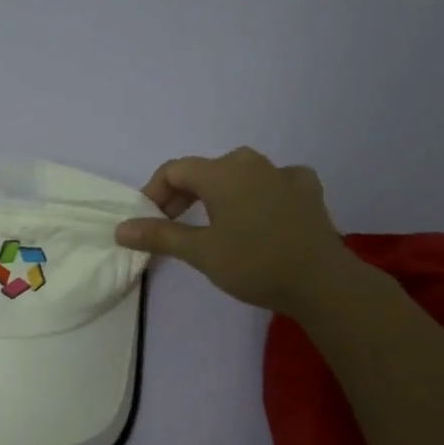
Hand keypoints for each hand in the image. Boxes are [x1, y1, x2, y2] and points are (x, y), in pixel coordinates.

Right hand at [114, 147, 357, 312]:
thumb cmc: (254, 263)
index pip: (174, 170)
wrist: (322, 282)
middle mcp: (251, 163)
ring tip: (212, 224)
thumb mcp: (200, 252)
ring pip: (239, 175)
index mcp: (222, 172)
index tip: (148, 222)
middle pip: (205, 170)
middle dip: (182, 195)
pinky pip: (273, 182)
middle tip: (172, 227)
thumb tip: (121, 228)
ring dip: (218, 194)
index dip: (154, 193)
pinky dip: (258, 194)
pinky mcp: (307, 191)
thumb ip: (159, 235)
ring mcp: (283, 174)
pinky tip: (260, 212)